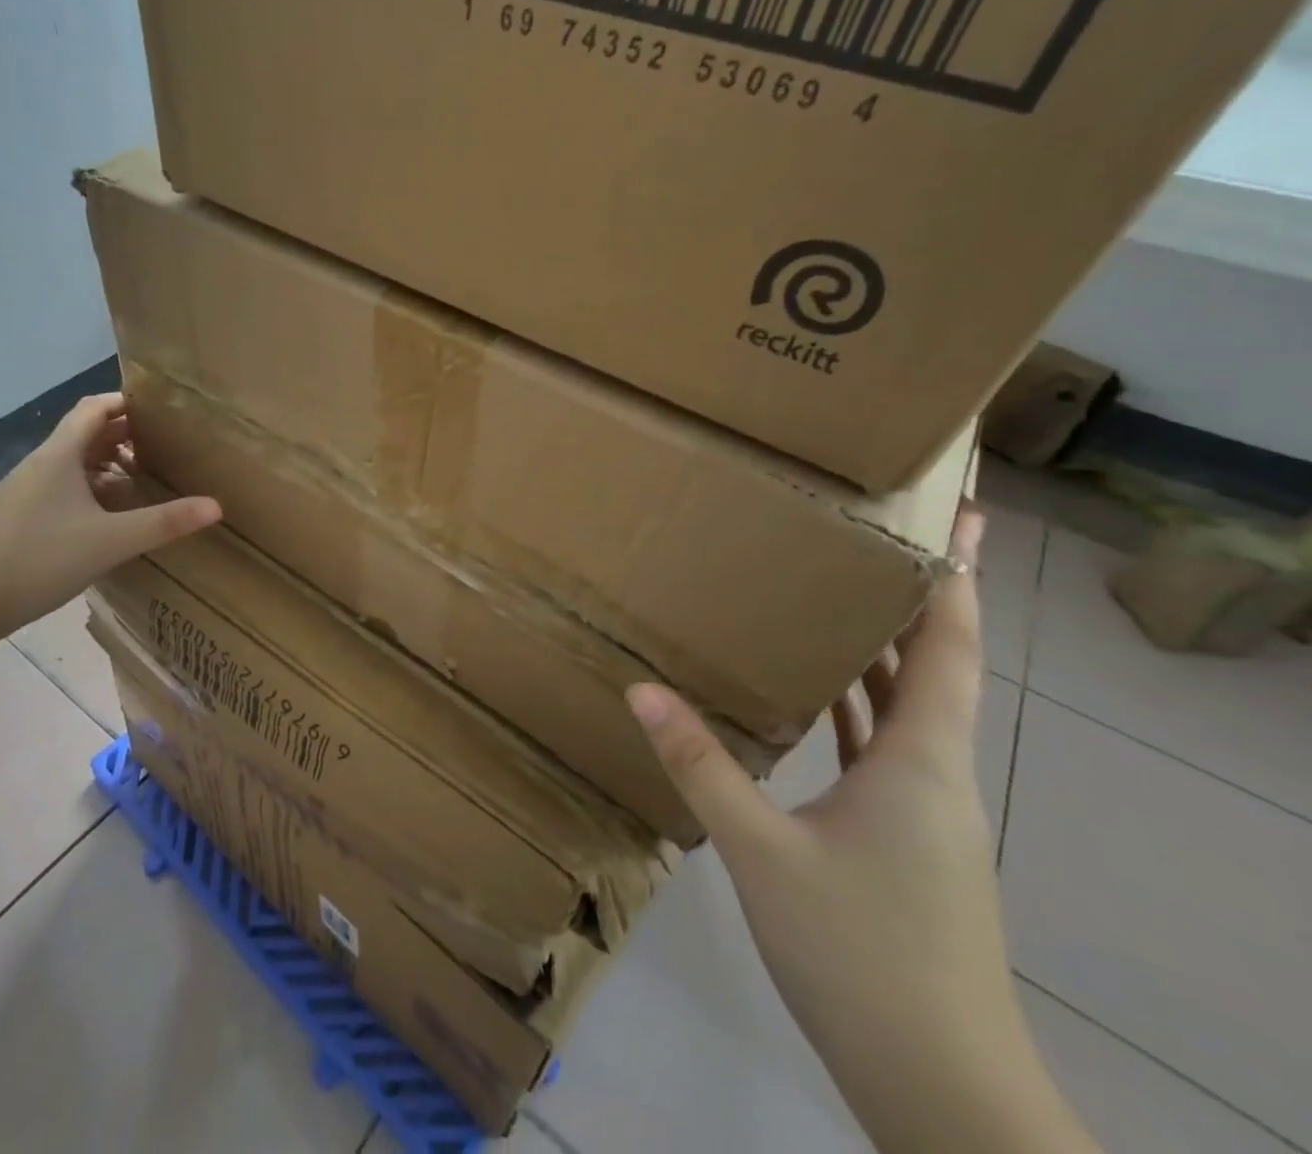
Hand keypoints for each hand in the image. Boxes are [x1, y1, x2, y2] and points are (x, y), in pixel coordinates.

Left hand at [0, 393, 219, 640]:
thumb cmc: (41, 559)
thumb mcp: (112, 541)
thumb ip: (164, 522)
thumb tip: (216, 506)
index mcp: (59, 456)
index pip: (93, 408)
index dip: (125, 402)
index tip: (159, 410)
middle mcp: (37, 464)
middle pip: (81, 433)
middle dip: (119, 434)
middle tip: (159, 445)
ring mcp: (20, 491)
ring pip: (67, 463)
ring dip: (100, 462)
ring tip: (135, 477)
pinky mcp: (11, 517)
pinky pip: (55, 487)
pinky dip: (82, 487)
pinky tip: (98, 516)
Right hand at [628, 511, 1093, 1153]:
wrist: (940, 1088)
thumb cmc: (862, 955)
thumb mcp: (763, 852)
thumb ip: (702, 766)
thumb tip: (641, 688)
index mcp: (922, 759)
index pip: (949, 645)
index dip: (959, 578)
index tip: (963, 518)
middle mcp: (935, 770)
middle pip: (937, 662)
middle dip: (922, 595)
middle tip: (881, 535)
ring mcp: (925, 806)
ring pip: (911, 703)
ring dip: (886, 647)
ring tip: (841, 591)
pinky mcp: (907, 834)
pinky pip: (886, 741)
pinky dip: (861, 701)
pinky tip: (818, 688)